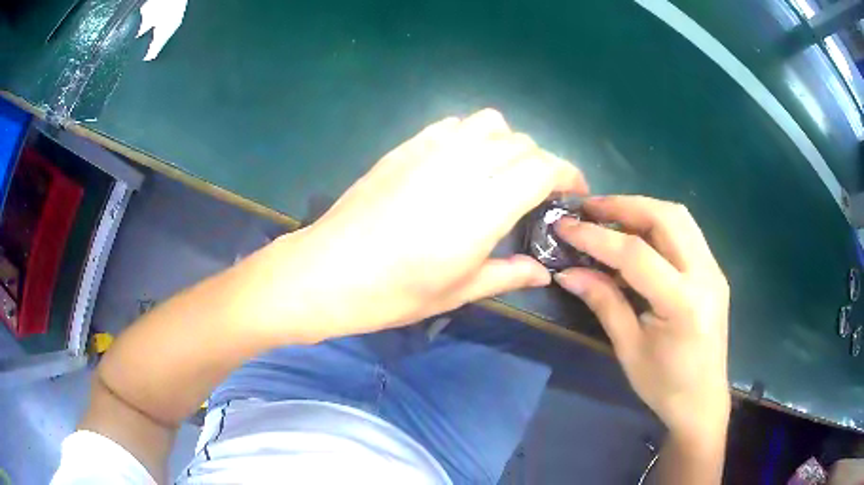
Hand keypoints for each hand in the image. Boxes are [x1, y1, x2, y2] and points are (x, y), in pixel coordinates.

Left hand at [253, 109, 587, 341]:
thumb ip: (508, 275)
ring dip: (510, 143)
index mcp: (480, 210)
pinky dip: (473, 134)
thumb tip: (543, 272)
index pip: (541, 168)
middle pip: (521, 143)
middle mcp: (460, 169)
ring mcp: (429, 152)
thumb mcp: (457, 292)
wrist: (326, 272)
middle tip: (541, 192)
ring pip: (488, 123)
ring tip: (505, 172)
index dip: (567, 173)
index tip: (574, 191)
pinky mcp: (404, 148)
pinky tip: (465, 161)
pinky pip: (452, 124)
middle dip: (542, 162)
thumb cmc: (391, 293)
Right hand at [554, 196, 730, 437]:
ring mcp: (715, 270)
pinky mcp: (715, 272)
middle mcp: (706, 276)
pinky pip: (686, 233)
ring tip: (610, 216)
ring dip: (642, 209)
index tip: (566, 226)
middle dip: (624, 206)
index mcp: (683, 304)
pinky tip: (638, 236)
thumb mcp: (629, 349)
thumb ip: (604, 302)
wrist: (702, 401)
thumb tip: (568, 273)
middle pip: (667, 218)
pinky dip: (658, 224)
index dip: (597, 236)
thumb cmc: (663, 386)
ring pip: (680, 218)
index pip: (636, 254)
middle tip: (590, 208)